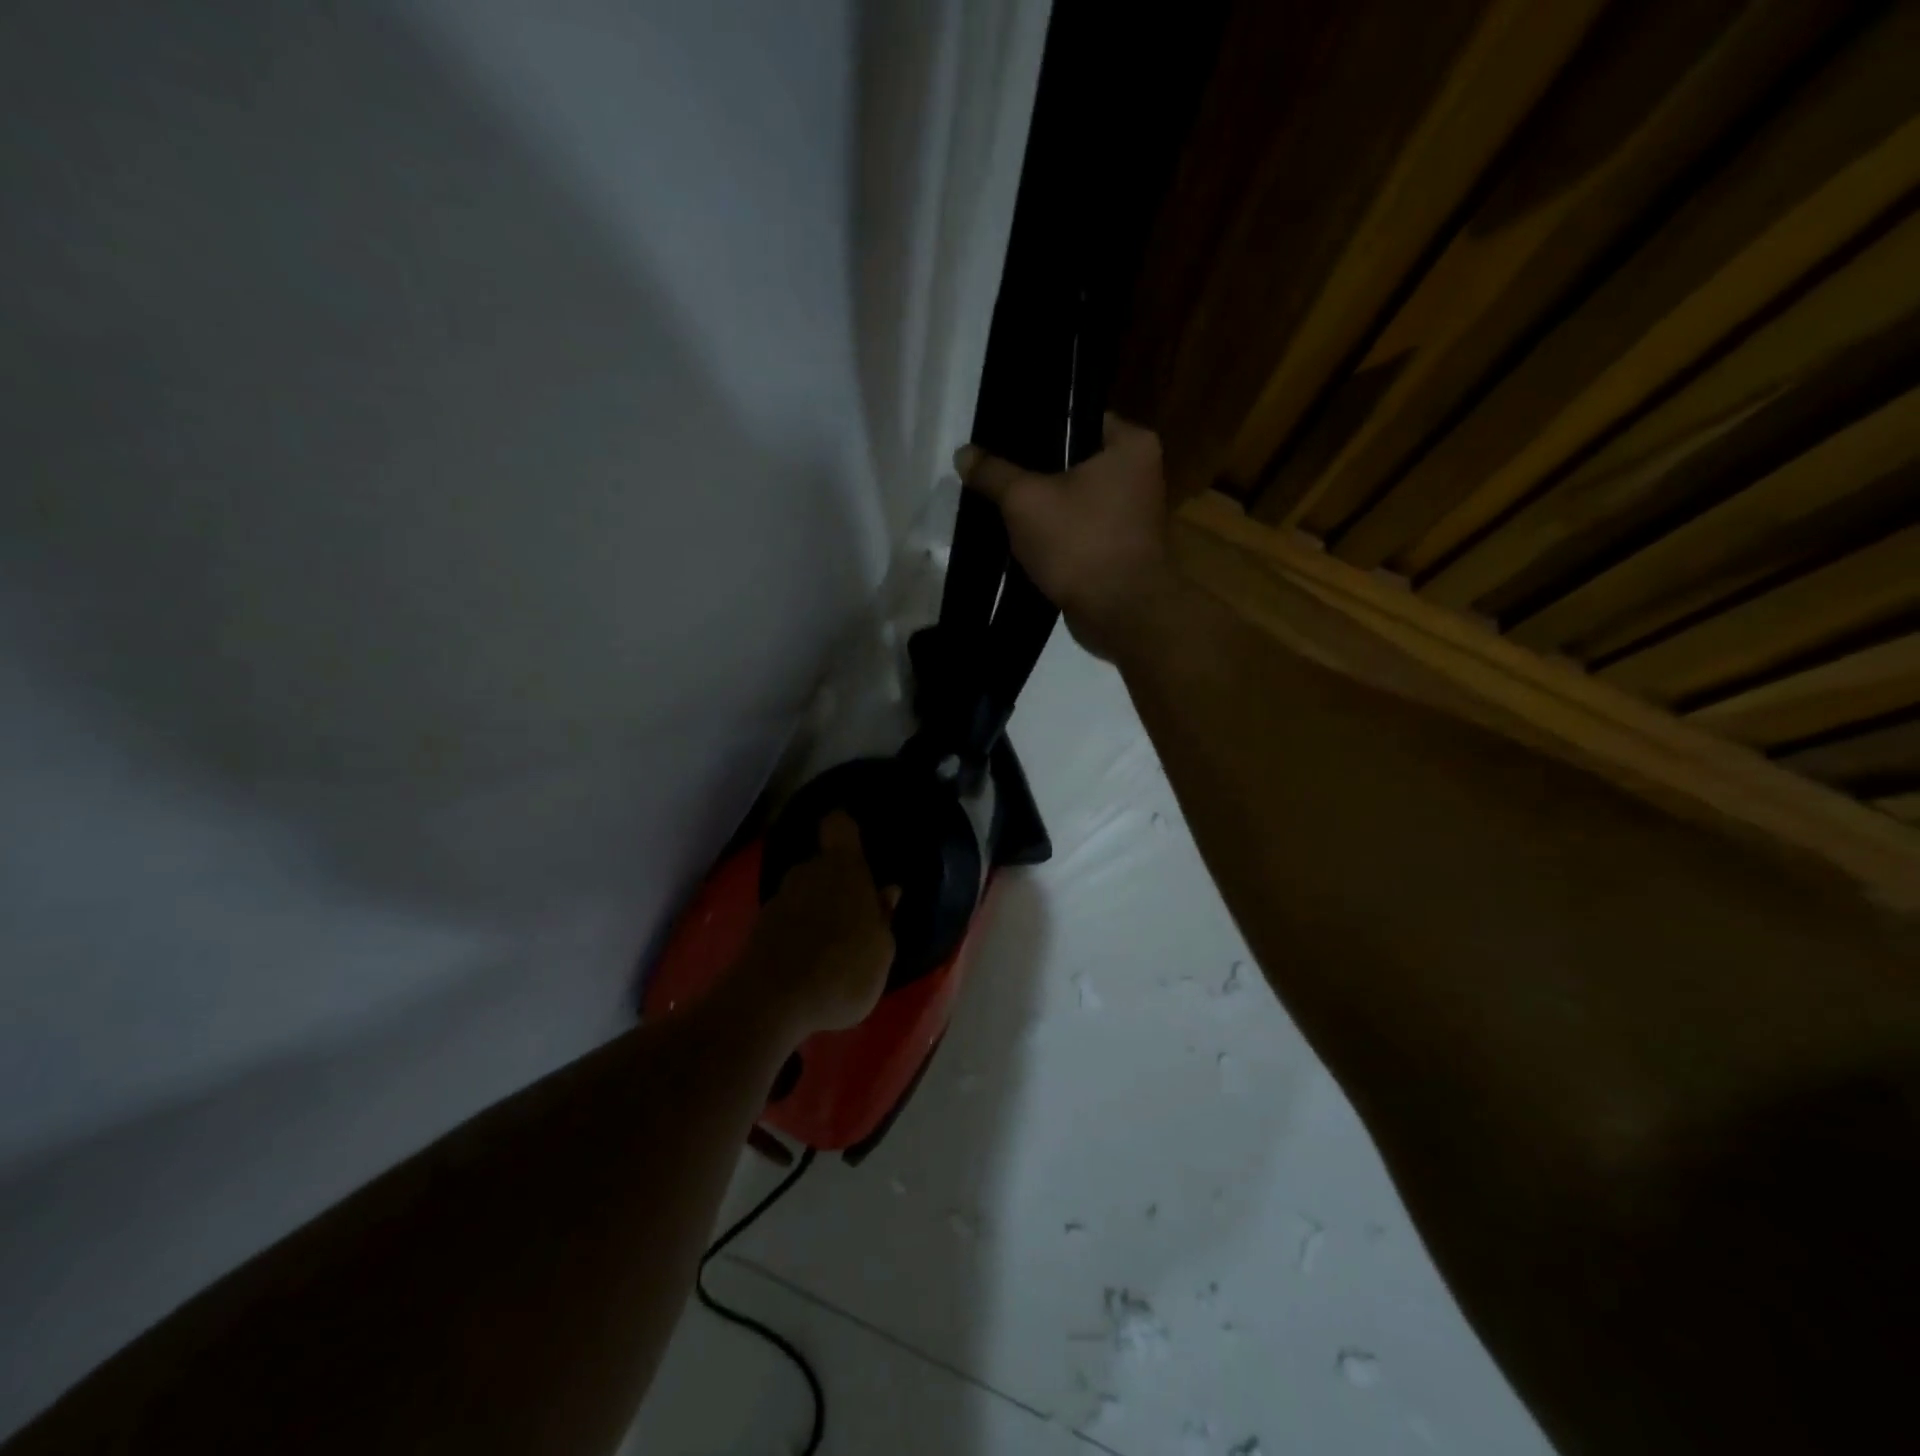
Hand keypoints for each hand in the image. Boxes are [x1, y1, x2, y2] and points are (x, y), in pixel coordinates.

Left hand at [731, 812, 899, 1039]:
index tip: (858, 846)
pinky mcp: (758, 929)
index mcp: (843, 868)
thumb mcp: (882, 952)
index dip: (847, 830)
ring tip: (835, 948)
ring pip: (805, 894)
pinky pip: (789, 921)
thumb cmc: (842, 971)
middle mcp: (807, 873)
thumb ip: (884, 918)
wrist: (770, 1005)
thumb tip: (887, 892)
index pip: (840, 826)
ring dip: (818, 912)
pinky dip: (799, 935)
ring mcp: (779, 899)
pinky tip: (811, 966)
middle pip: (824, 865)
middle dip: (838, 884)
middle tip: (857, 916)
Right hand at [955, 413, 1175, 660]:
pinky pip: (1079, 530)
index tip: (1000, 440)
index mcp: (1131, 444)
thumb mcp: (1024, 501)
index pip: (1076, 417)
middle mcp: (1140, 473)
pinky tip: (1022, 541)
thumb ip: (993, 473)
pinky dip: (1055, 535)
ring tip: (1001, 507)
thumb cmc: (1080, 543)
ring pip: (1075, 498)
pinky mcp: (1120, 549)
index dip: (1035, 427)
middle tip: (994, 475)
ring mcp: (1133, 515)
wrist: (1120, 614)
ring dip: (1042, 507)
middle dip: (1034, 472)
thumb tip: (963, 453)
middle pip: (1073, 460)